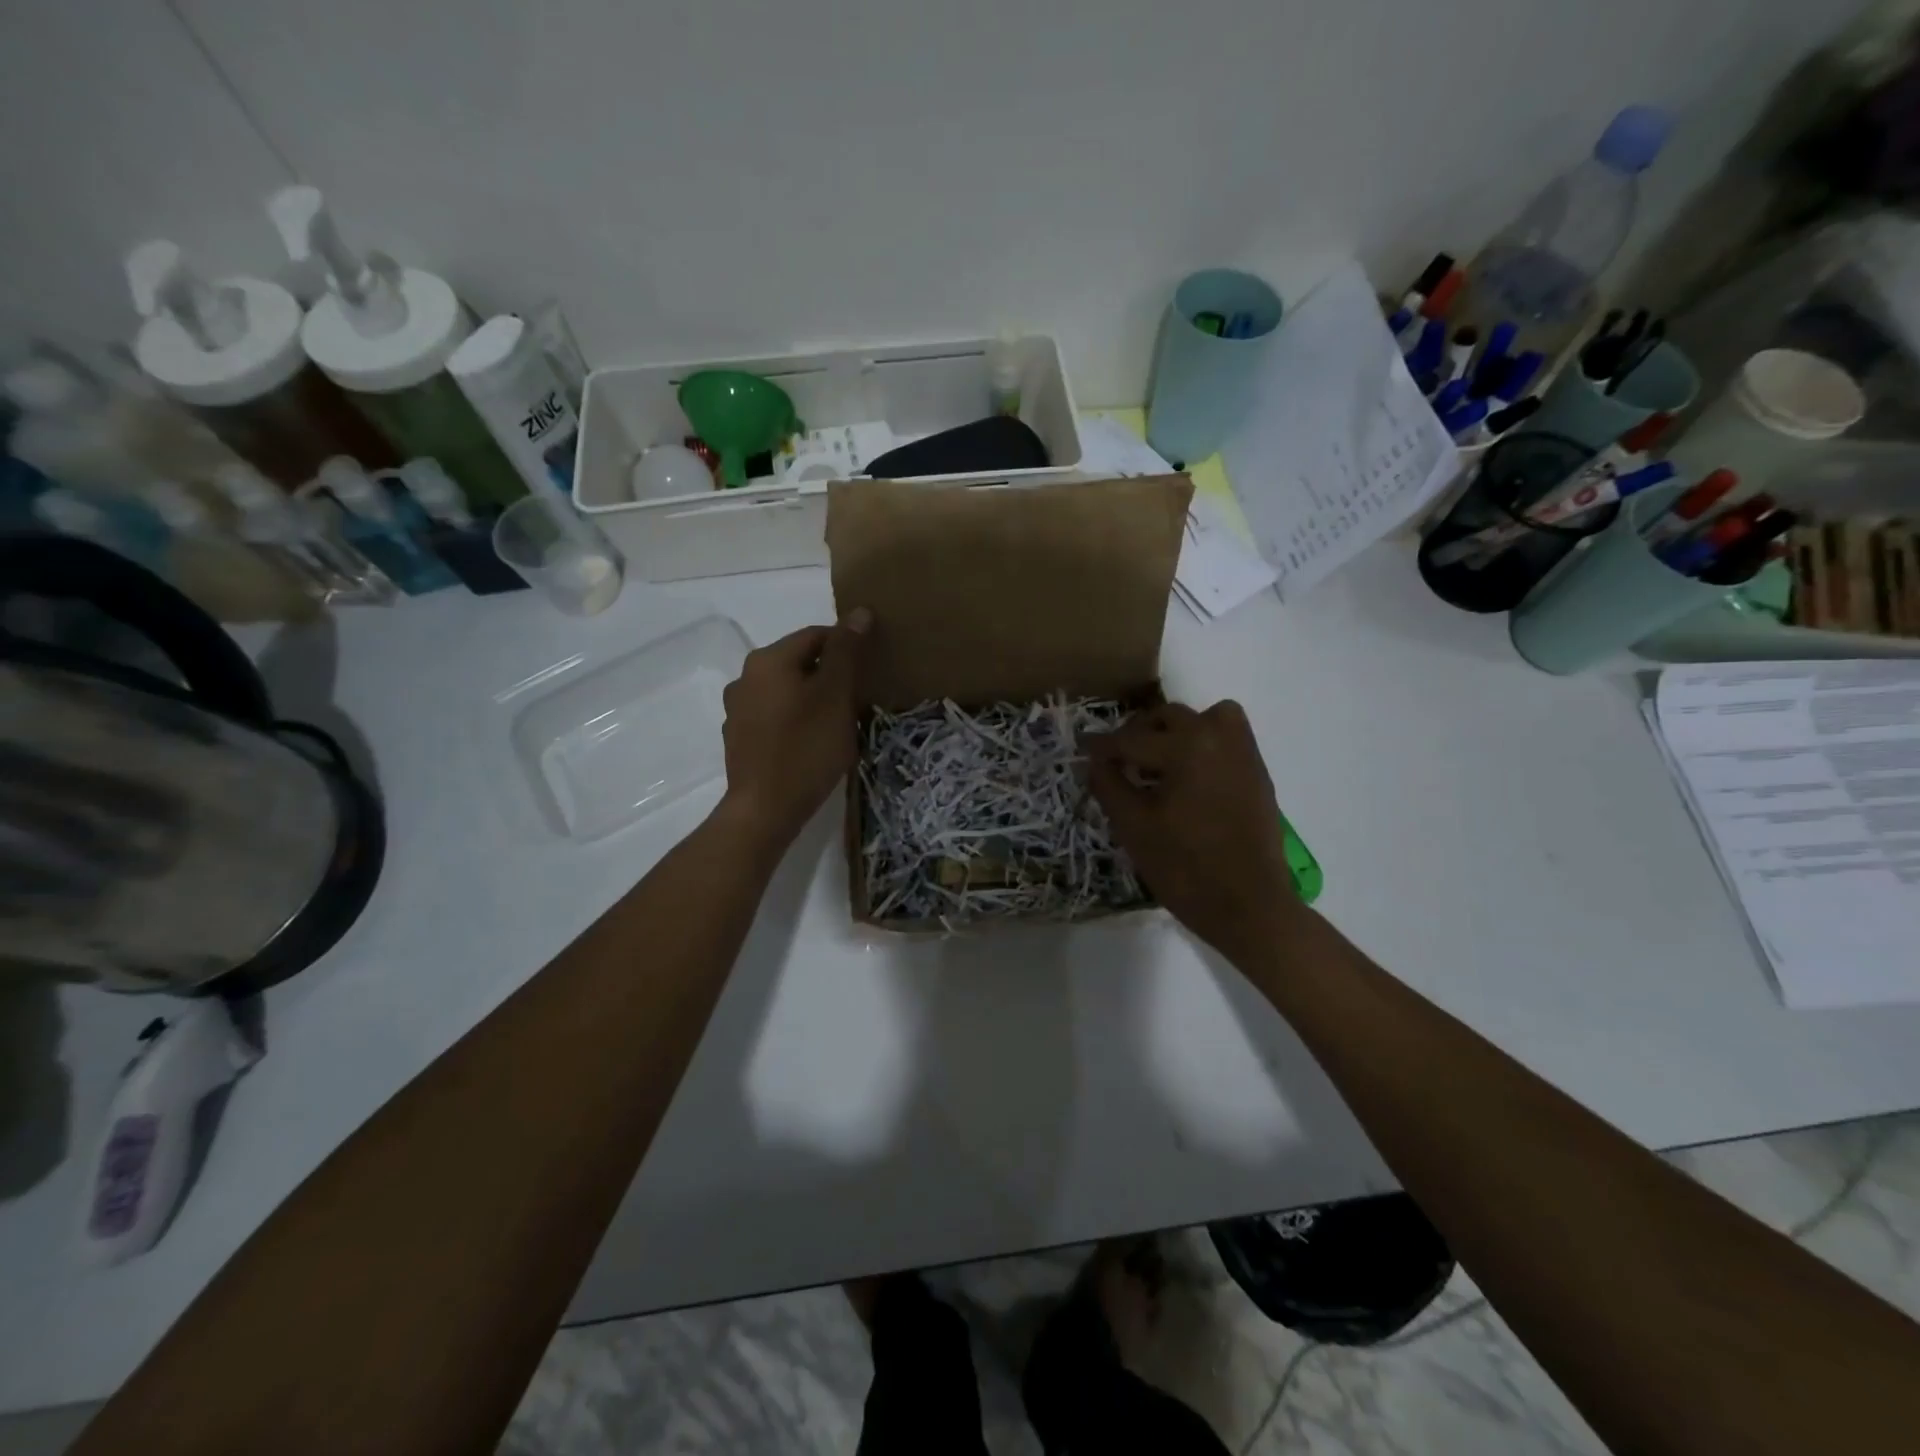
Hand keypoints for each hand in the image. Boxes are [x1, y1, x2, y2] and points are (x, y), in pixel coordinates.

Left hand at [718, 609, 870, 849]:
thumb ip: (846, 652)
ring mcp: (737, 709)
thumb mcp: (835, 696)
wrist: (765, 810)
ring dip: (813, 698)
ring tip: (838, 723)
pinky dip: (795, 719)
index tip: (870, 671)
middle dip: (830, 675)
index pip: (816, 636)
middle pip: (799, 662)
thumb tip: (858, 612)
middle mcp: (745, 677)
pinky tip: (811, 742)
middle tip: (858, 700)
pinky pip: (774, 716)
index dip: (848, 648)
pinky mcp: (739, 738)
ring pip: (786, 690)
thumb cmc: (806, 748)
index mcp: (768, 660)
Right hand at [1087, 701, 1301, 960]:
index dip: (1102, 747)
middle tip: (1119, 761)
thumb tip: (1095, 761)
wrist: (1249, 906)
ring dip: (1177, 731)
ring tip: (1159, 761)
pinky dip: (1205, 743)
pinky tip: (1189, 777)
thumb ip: (1109, 785)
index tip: (1083, 749)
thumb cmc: (1184, 868)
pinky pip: (1228, 738)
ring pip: (1206, 718)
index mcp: (1187, 747)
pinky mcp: (1257, 774)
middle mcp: (1219, 737)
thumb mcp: (1133, 827)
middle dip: (1138, 734)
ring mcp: (1244, 754)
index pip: (1132, 739)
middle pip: (1168, 718)